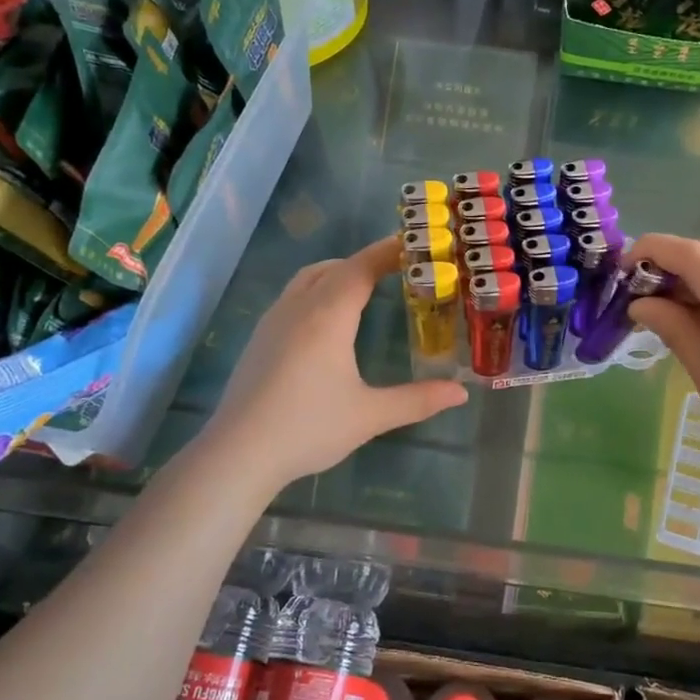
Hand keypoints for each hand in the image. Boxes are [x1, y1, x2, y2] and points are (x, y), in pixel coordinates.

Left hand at [202, 237, 466, 490]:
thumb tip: (461, 392)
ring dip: (338, 273)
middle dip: (366, 262)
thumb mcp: (370, 415)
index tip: (415, 245)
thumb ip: (418, 400)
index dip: (388, 252)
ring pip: (308, 278)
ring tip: (365, 289)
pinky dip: (318, 290)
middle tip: (398, 270)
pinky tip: (327, 322)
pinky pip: (293, 296)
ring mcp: (273, 321)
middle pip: (334, 267)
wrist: (238, 454)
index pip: (361, 268)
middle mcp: (298, 308)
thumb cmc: (308, 428)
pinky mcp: (259, 339)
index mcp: (328, 316)